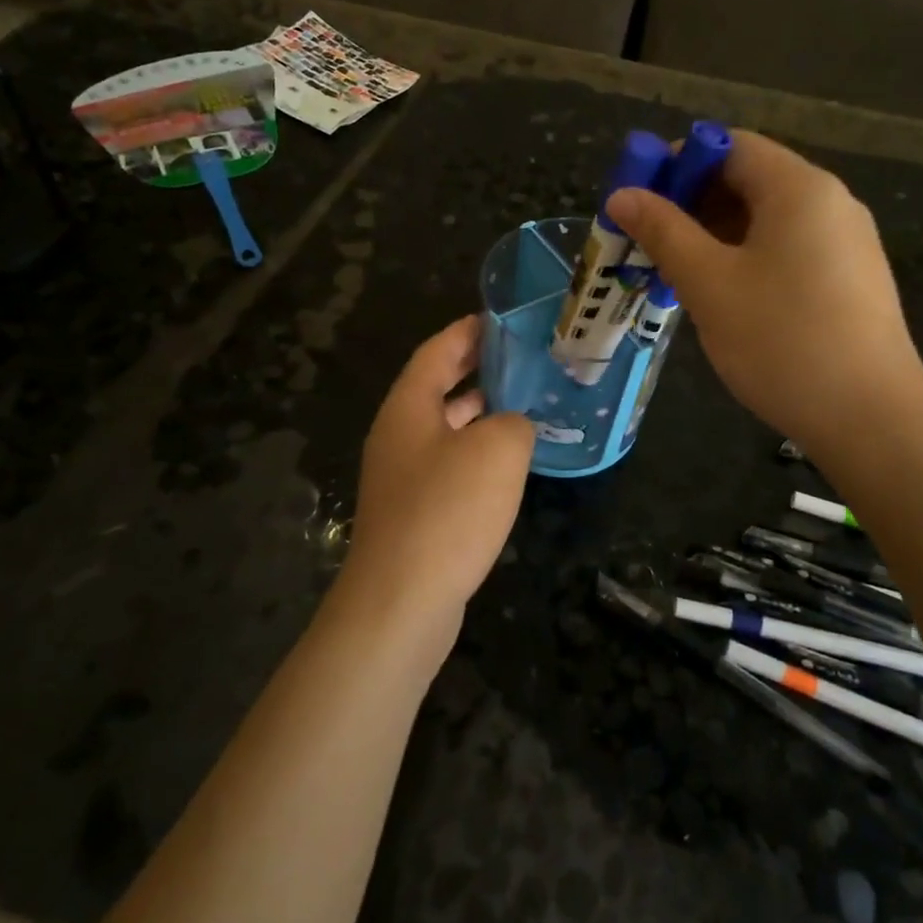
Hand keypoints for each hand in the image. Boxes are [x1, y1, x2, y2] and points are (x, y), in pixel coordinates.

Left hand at [340, 316, 534, 630]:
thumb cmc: (447, 511)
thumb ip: (514, 423)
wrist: (401, 602)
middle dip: (476, 370)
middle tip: (521, 358)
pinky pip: (449, 466)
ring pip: (445, 429)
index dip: (467, 331)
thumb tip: (513, 427)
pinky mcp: (414, 512)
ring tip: (524, 404)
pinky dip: (477, 454)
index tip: (500, 320)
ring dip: (480, 415)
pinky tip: (508, 465)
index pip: (436, 352)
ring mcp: (402, 477)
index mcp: (407, 408)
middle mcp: (398, 435)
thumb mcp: (497, 451)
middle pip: (436, 388)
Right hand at [605, 130, 922, 444]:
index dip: (678, 163)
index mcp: (799, 188)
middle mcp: (830, 202)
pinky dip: (746, 258)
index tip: (638, 199)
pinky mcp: (849, 280)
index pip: (730, 146)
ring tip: (673, 271)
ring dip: (714, 234)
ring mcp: (846, 243)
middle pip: (749, 180)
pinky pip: (787, 249)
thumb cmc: (781, 339)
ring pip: (766, 220)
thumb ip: (664, 232)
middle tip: (646, 240)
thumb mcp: (709, 283)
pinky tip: (720, 295)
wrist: (870, 418)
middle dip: (691, 202)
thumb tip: (622, 195)